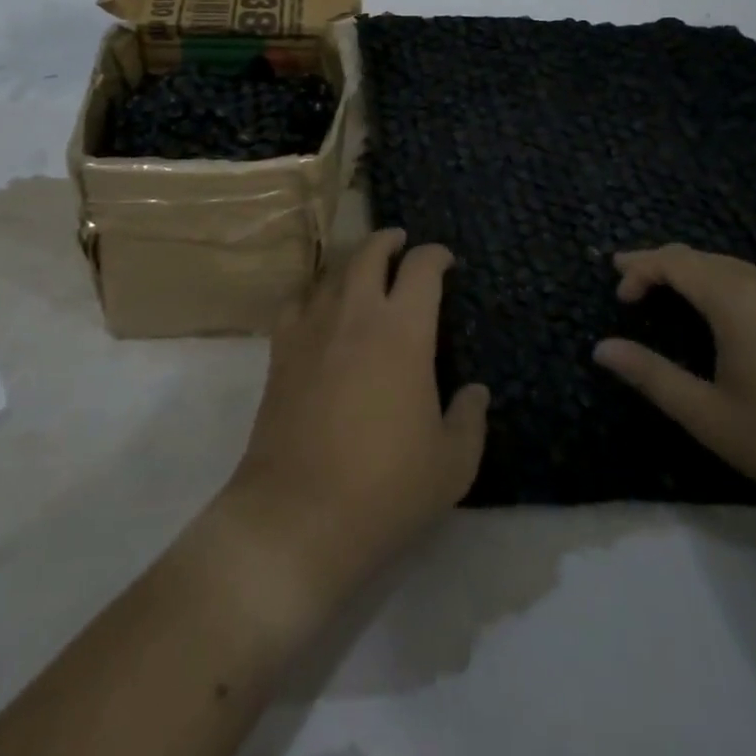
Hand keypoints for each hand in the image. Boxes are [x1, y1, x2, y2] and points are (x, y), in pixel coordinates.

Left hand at [222, 229, 489, 604]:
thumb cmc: (385, 489)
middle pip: (369, 254)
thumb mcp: (451, 464)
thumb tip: (475, 391)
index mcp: (404, 332)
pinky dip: (313, 293)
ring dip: (353, 262)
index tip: (445, 259)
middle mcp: (356, 315)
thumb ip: (469, 419)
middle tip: (400, 242)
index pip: (422, 269)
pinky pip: (296, 302)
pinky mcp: (280, 351)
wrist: (298, 514)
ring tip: (364, 269)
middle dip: (388, 240)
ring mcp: (312, 329)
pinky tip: (319, 306)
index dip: (436, 255)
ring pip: (332, 273)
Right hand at [593, 245, 755, 535]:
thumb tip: (602, 348)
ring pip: (736, 269)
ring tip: (670, 296)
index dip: (639, 269)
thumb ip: (652, 376)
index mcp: (739, 302)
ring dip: (696, 275)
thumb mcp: (710, 418)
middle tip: (631, 284)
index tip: (619, 298)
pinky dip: (728, 287)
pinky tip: (728, 318)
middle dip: (662, 265)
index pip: (675, 262)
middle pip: (704, 258)